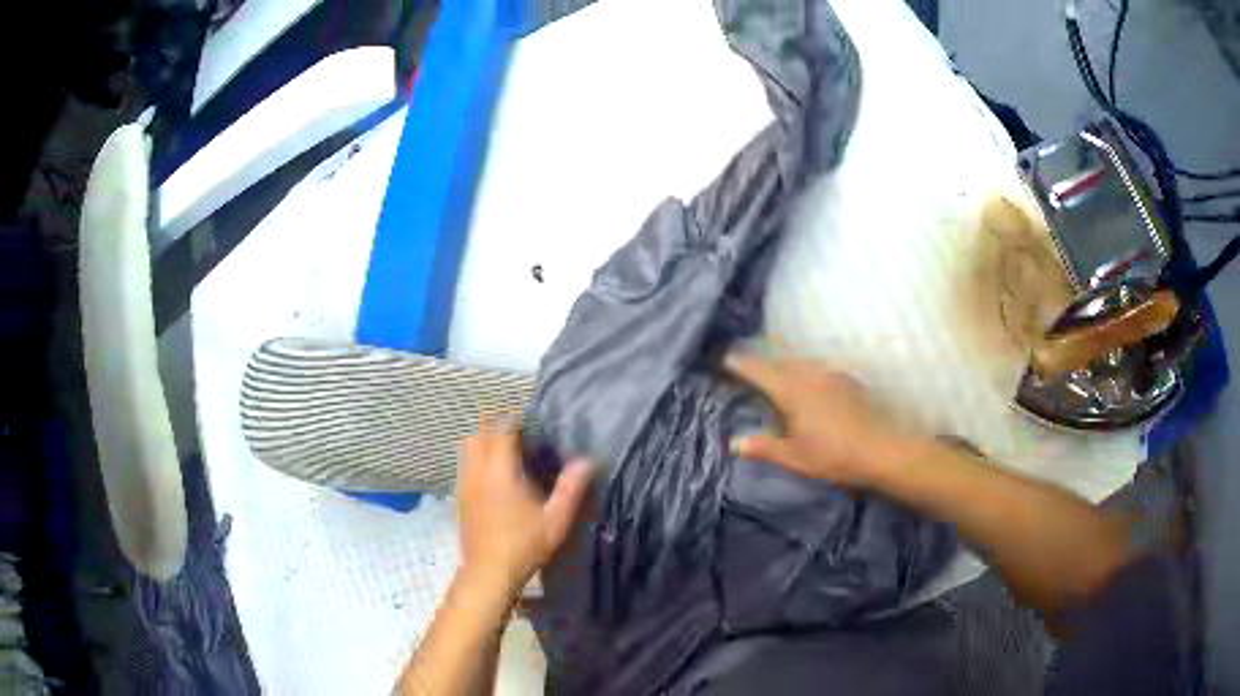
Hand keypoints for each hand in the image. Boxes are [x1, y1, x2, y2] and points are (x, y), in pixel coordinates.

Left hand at [457, 424, 593, 596]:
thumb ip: (570, 488)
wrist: (488, 573)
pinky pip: (465, 464)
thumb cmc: (524, 546)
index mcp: (500, 472)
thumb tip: (587, 461)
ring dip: (484, 440)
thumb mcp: (555, 520)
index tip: (532, 421)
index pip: (502, 430)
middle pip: (480, 433)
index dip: (515, 420)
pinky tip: (493, 474)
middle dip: (497, 426)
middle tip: (521, 433)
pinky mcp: (459, 497)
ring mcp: (465, 484)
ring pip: (468, 447)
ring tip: (506, 450)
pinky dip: (477, 458)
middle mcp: (477, 472)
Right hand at [725, 352, 905, 486]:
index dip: (741, 364)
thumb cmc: (833, 455)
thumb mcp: (794, 457)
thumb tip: (734, 443)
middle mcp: (810, 374)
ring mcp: (831, 374)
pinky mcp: (848, 380)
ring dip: (785, 367)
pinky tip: (809, 388)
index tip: (725, 358)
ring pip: (801, 364)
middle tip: (748, 370)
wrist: (881, 449)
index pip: (759, 371)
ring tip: (777, 377)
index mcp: (792, 391)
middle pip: (780, 362)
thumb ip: (764, 447)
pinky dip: (806, 374)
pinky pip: (818, 370)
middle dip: (762, 364)